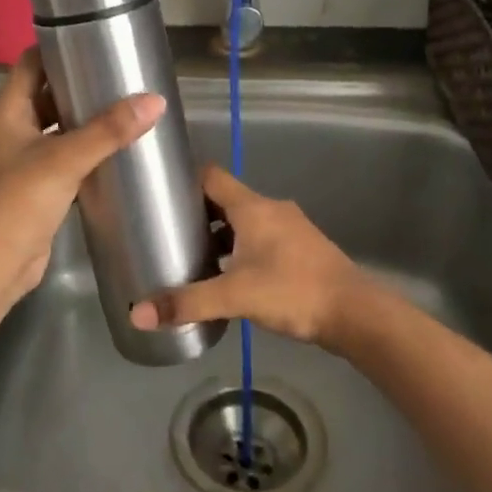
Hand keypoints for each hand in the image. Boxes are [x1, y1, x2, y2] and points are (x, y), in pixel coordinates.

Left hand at [0, 50, 163, 308]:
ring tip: (131, 107)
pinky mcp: (38, 187)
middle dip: (83, 84)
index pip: (33, 62)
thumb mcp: (64, 160)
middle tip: (126, 75)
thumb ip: (108, 130)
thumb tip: (155, 100)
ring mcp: (24, 159)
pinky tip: (120, 149)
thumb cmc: (16, 202)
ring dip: (88, 119)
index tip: (99, 38)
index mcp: (8, 110)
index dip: (60, 47)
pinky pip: (66, 158)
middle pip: (49, 93)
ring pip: (60, 127)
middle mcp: (13, 128)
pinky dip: (88, 151)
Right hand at [129, 164, 375, 350]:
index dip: (184, 180)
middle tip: (166, 231)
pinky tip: (227, 275)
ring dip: (219, 234)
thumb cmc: (292, 291)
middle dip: (197, 212)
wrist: (353, 312)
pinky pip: (260, 239)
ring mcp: (289, 228)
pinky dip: (240, 249)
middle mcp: (270, 209)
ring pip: (244, 222)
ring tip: (190, 255)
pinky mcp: (299, 249)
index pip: (211, 176)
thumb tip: (138, 315)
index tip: (159, 193)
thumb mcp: (234, 296)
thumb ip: (187, 303)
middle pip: (225, 200)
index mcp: (253, 207)